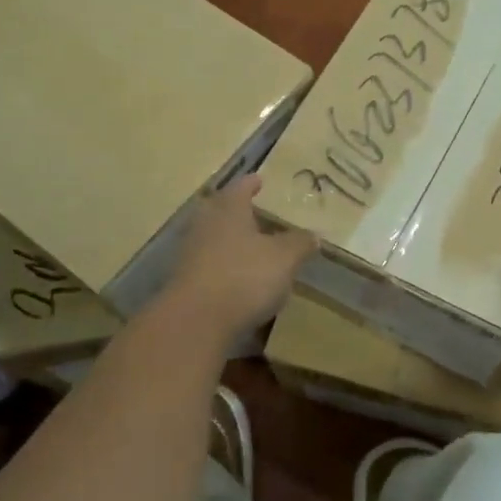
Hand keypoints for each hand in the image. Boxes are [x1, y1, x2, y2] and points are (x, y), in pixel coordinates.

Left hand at [164, 175, 315, 340]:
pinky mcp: (185, 282)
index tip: (260, 179)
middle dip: (237, 211)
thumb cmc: (244, 276)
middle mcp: (205, 225)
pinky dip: (223, 266)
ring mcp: (190, 254)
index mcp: (229, 209)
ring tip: (251, 247)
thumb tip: (314, 234)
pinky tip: (238, 278)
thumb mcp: (284, 258)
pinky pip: (209, 265)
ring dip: (230, 240)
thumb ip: (300, 243)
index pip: (241, 187)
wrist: (196, 321)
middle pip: (221, 210)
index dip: (252, 183)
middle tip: (255, 212)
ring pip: (213, 238)